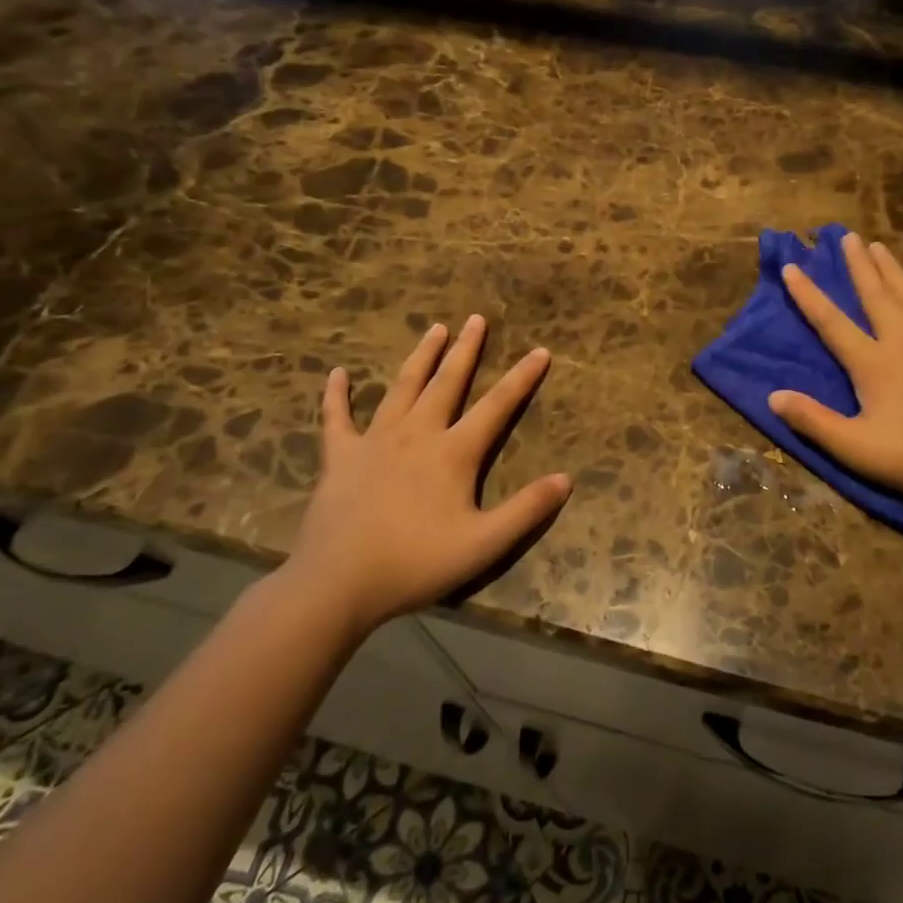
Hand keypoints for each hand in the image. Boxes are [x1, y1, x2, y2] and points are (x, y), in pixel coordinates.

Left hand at [282, 315, 570, 635]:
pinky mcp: (339, 457)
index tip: (540, 351)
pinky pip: (336, 418)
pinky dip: (336, 395)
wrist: (337, 584)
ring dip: (420, 357)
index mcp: (453, 452)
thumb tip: (566, 479)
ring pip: (402, 388)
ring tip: (434, 329)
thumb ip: (527, 510)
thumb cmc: (416, 563)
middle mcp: (417, 434)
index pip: (497, 406)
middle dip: (465, 350)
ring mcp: (375, 441)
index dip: (522, 378)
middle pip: (447, 383)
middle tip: (476, 319)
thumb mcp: (484, 543)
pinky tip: (337, 373)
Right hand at [771, 232, 902, 513]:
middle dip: (860, 266)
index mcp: (874, 363)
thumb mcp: (855, 448)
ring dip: (897, 274)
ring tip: (883, 247)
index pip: (832, 323)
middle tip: (849, 236)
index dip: (808, 296)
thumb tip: (773, 395)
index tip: (792, 267)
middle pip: (877, 297)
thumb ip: (813, 420)